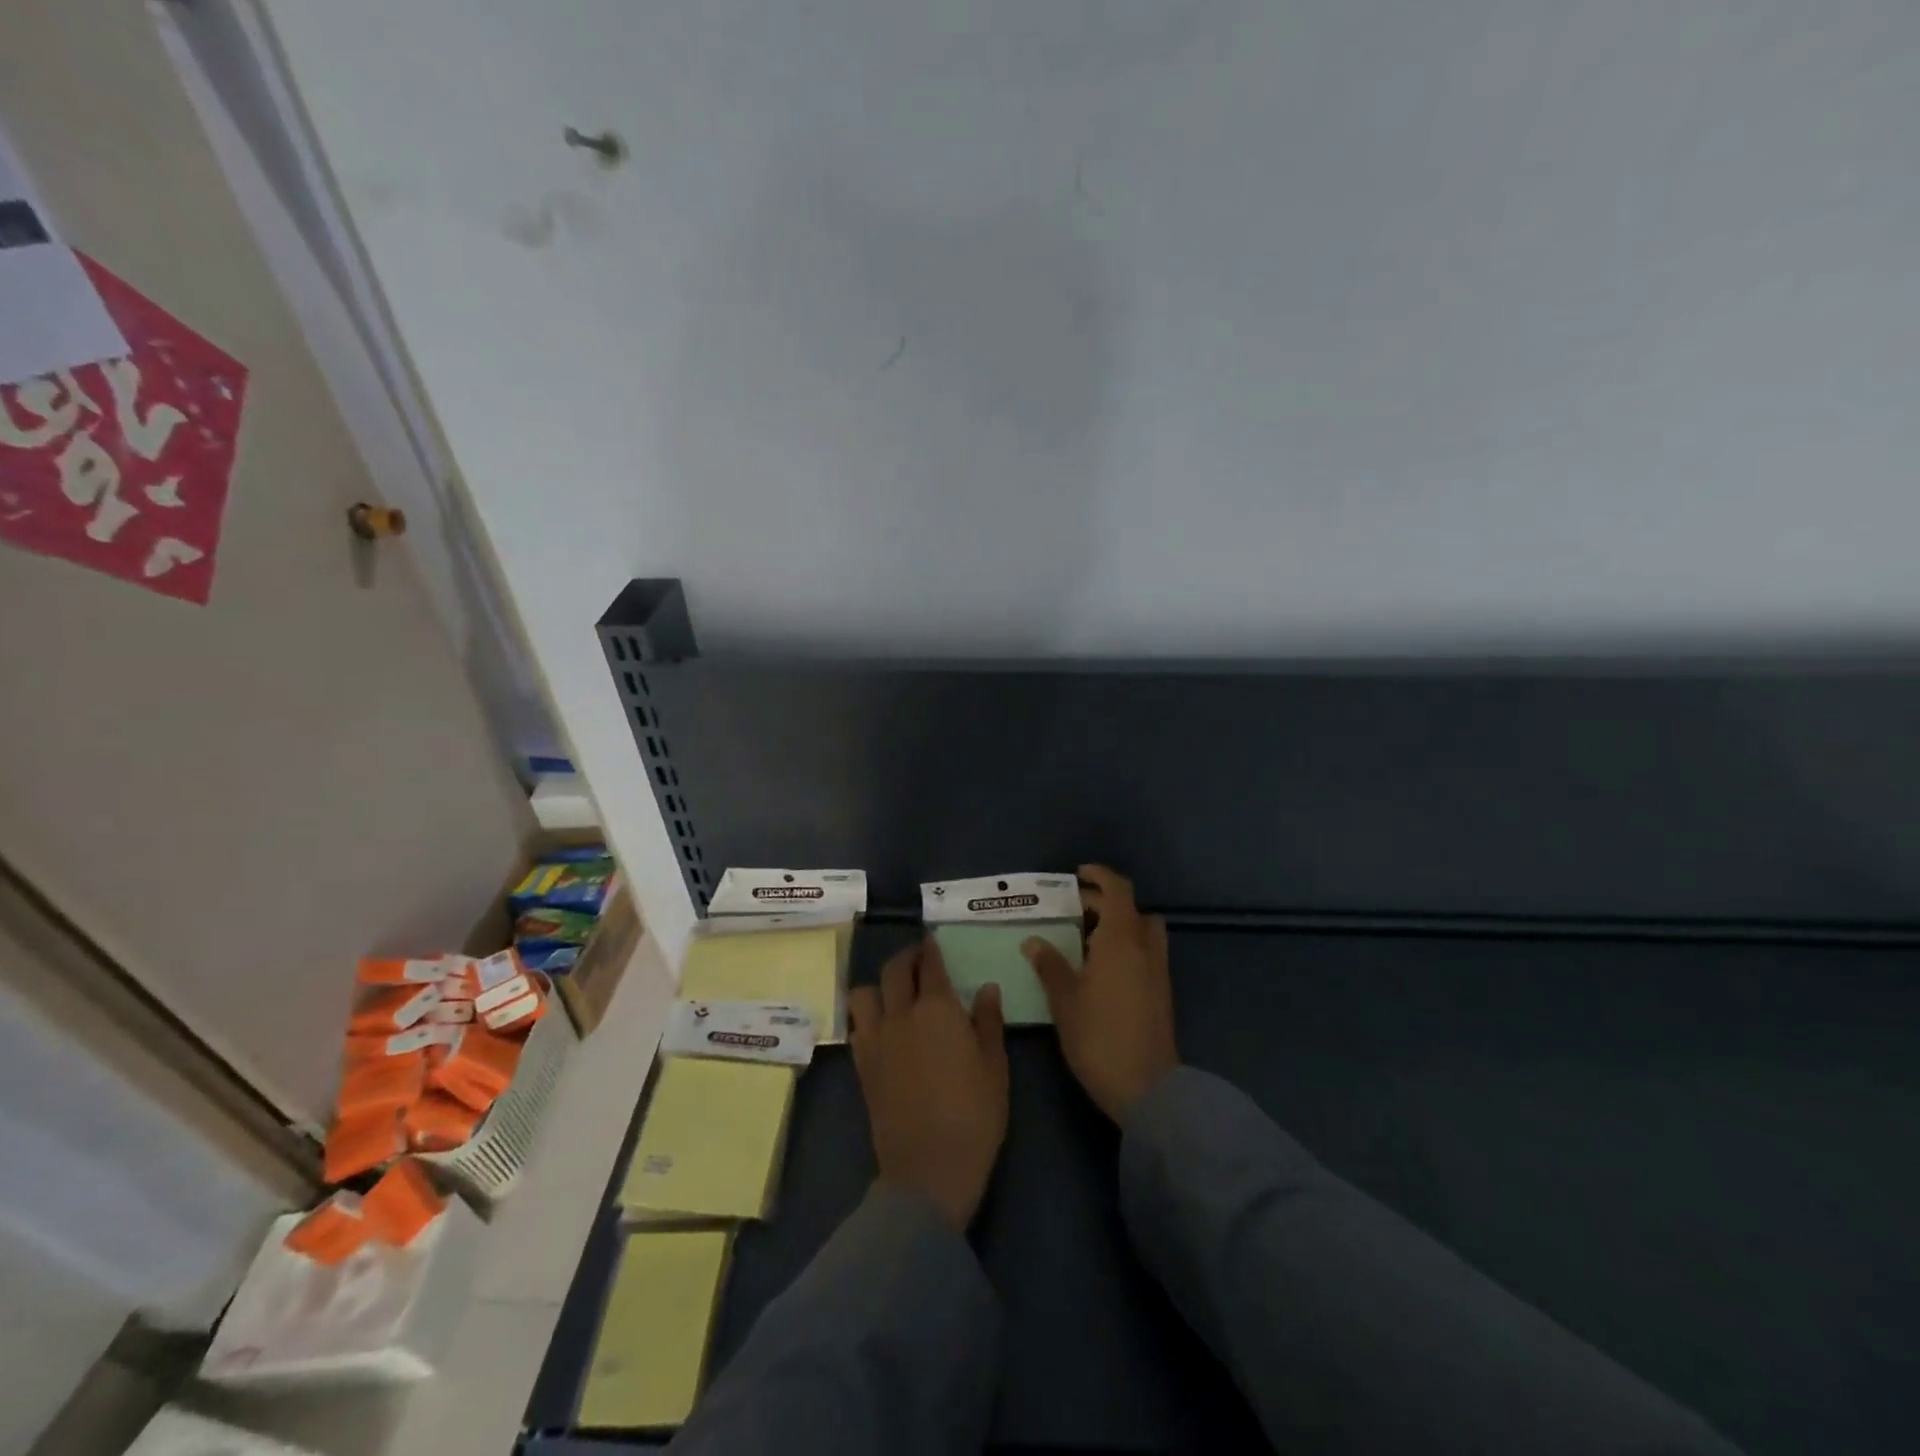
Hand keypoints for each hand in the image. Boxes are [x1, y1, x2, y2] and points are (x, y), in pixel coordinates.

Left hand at [849, 938, 1008, 1231]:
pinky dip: (867, 1016)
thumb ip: (989, 1021)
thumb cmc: (974, 1115)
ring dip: (878, 985)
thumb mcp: (995, 1066)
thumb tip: (985, 988)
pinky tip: (882, 1026)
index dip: (930, 949)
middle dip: (906, 957)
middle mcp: (900, 1014)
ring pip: (864, 993)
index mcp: (937, 1008)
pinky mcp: (861, 1065)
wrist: (928, 1169)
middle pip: (894, 970)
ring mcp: (876, 1039)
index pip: (929, 964)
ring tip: (894, 993)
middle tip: (918, 959)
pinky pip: (857, 1025)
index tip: (932, 941)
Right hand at [1023, 864, 1178, 1122]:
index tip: (1078, 875)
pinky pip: (1146, 952)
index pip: (1118, 890)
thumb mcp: (1065, 999)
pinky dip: (1127, 946)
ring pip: (1143, 930)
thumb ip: (1050, 965)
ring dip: (1120, 924)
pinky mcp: (1162, 991)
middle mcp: (1145, 947)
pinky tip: (1101, 968)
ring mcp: (1158, 970)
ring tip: (1087, 938)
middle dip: (1104, 902)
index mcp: (1121, 939)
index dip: (1099, 876)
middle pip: (1131, 908)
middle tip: (1073, 909)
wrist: (1148, 1088)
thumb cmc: (1099, 1036)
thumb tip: (1034, 941)